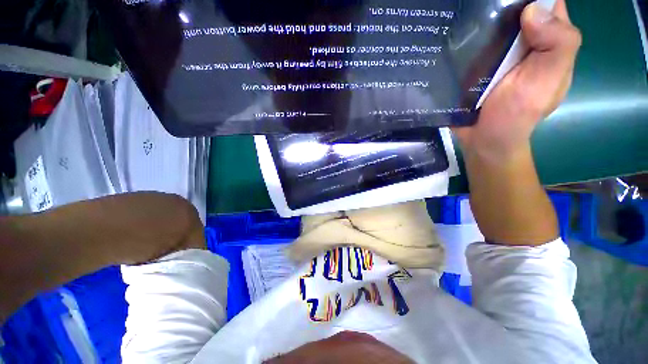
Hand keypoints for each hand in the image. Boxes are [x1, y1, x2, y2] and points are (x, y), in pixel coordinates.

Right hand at [455, 0, 581, 160]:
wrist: (483, 140)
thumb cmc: (517, 115)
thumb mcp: (546, 81)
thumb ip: (556, 44)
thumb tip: (533, 8)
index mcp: (549, 40)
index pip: (547, 2)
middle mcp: (526, 41)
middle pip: (517, 8)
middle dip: (501, 3)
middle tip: (479, 3)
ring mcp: (499, 52)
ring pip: (492, 22)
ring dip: (480, 18)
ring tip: (464, 13)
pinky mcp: (477, 64)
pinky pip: (472, 43)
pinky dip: (464, 36)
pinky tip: (453, 34)